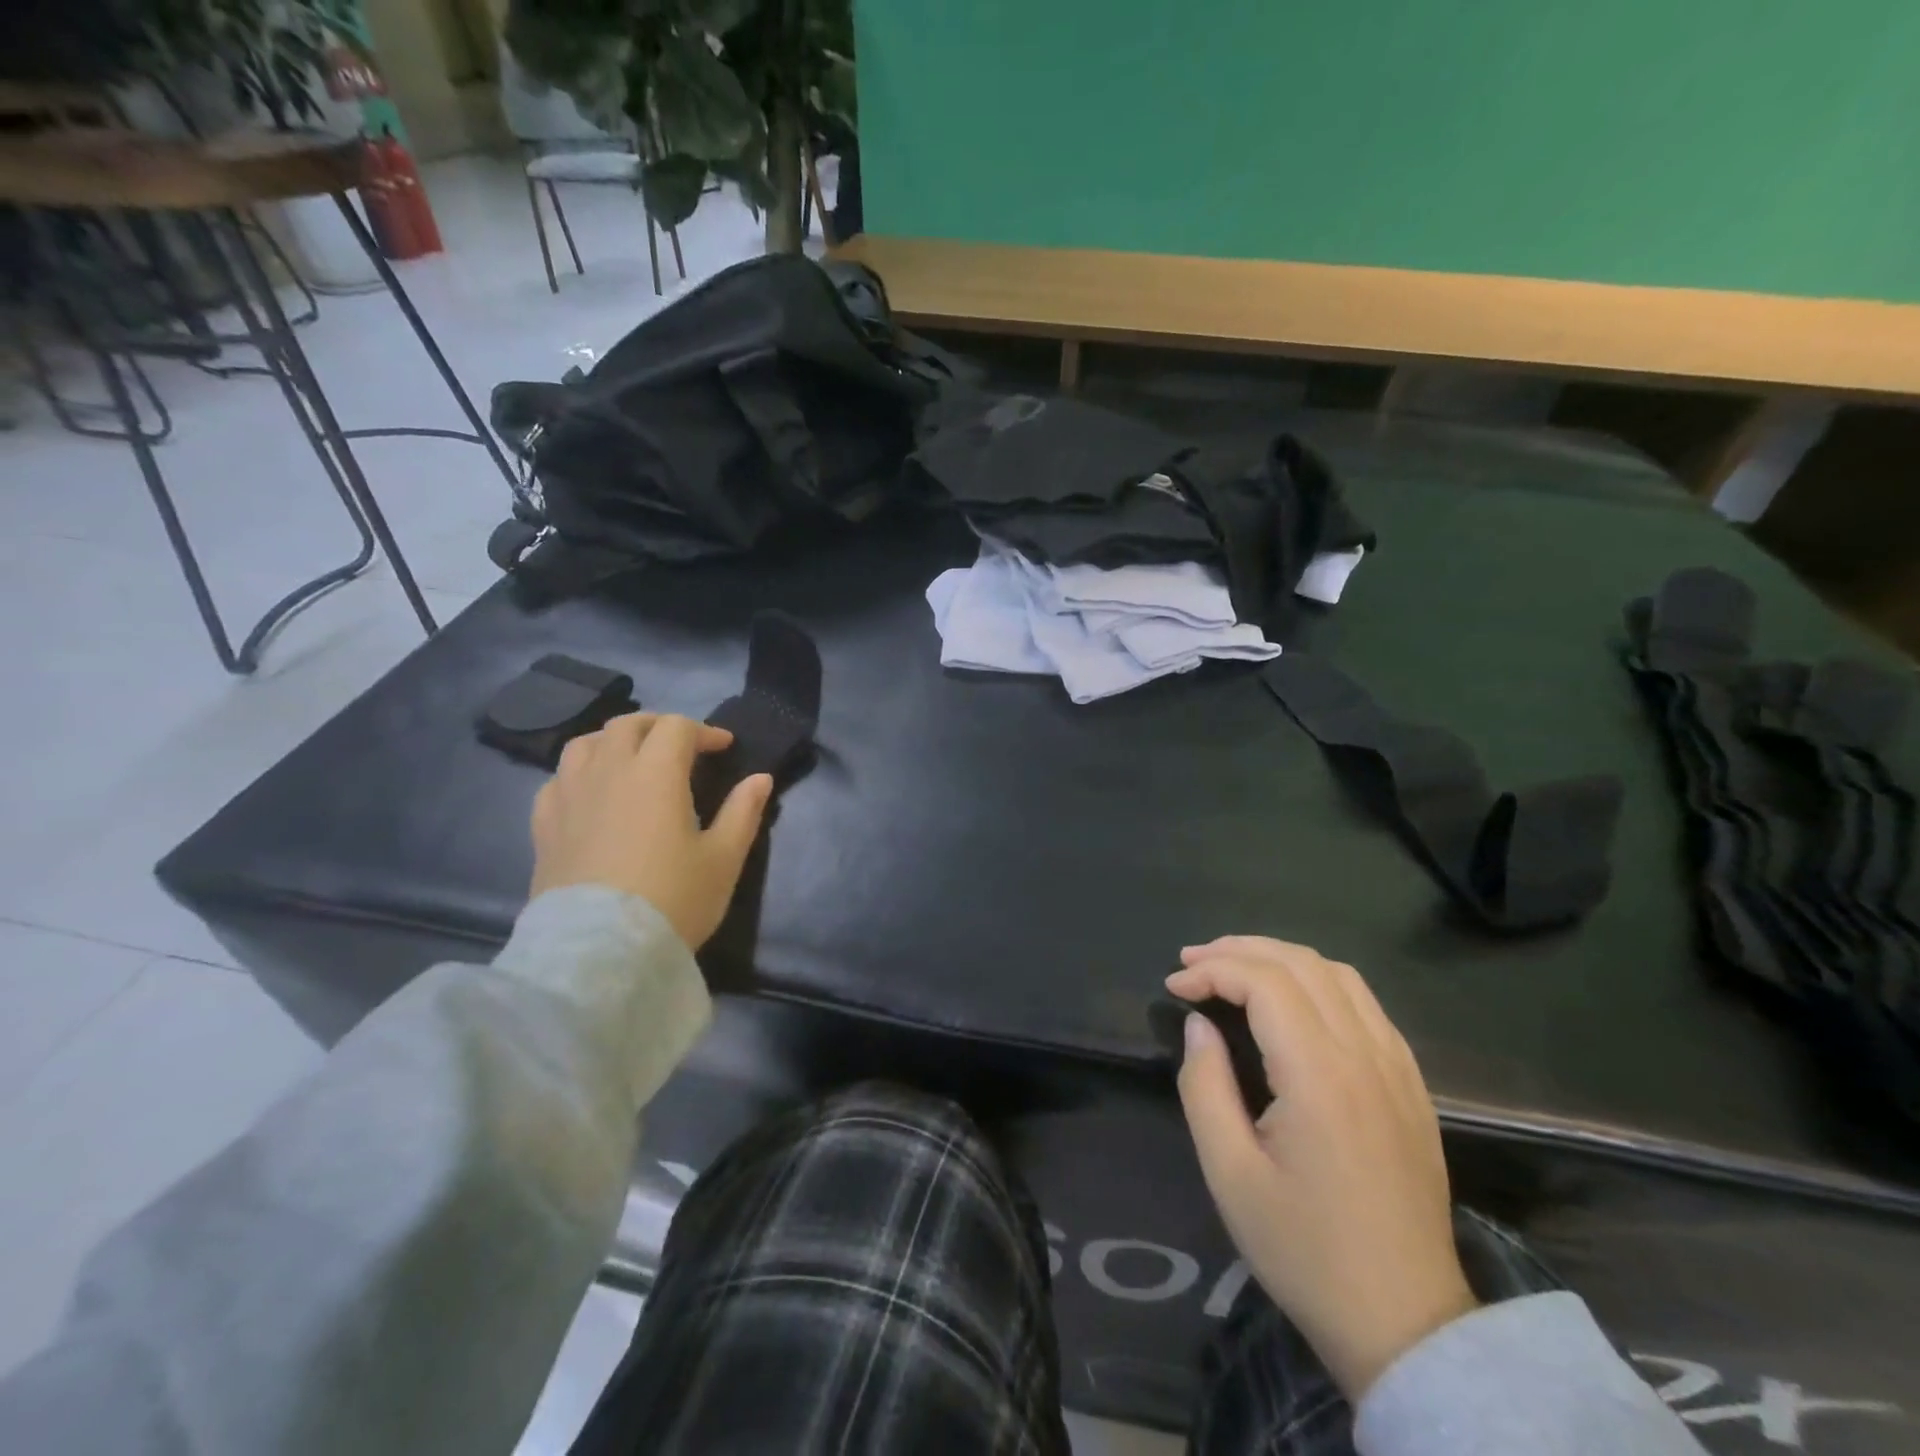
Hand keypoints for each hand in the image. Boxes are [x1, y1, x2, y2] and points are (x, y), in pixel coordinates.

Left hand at [529, 713, 772, 950]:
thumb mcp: (723, 859)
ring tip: (631, 759)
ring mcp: (569, 796)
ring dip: (614, 741)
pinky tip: (590, 793)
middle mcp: (608, 772)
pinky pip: (557, 780)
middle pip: (627, 725)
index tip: (723, 747)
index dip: (704, 731)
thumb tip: (761, 778)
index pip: (677, 728)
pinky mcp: (544, 826)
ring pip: (585, 744)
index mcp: (655, 773)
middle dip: (658, 726)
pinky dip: (579, 773)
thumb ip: (743, 812)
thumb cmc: (673, 900)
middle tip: (680, 746)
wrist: (600, 953)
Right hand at [1168, 937, 1474, 1399]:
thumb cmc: (1305, 1249)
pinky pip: (1365, 1003)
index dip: (1211, 970)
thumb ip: (1204, 1085)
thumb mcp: (1229, 1174)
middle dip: (1238, 950)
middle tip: (1192, 962)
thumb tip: (1199, 1025)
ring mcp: (1397, 1067)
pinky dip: (1318, 980)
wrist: (1406, 1324)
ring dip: (1279, 957)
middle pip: (1300, 963)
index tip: (1174, 987)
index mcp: (1320, 1075)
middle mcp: (1365, 1055)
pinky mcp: (1412, 1083)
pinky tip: (1292, 1001)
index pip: (1263, 982)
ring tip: (1233, 968)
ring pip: (1337, 974)